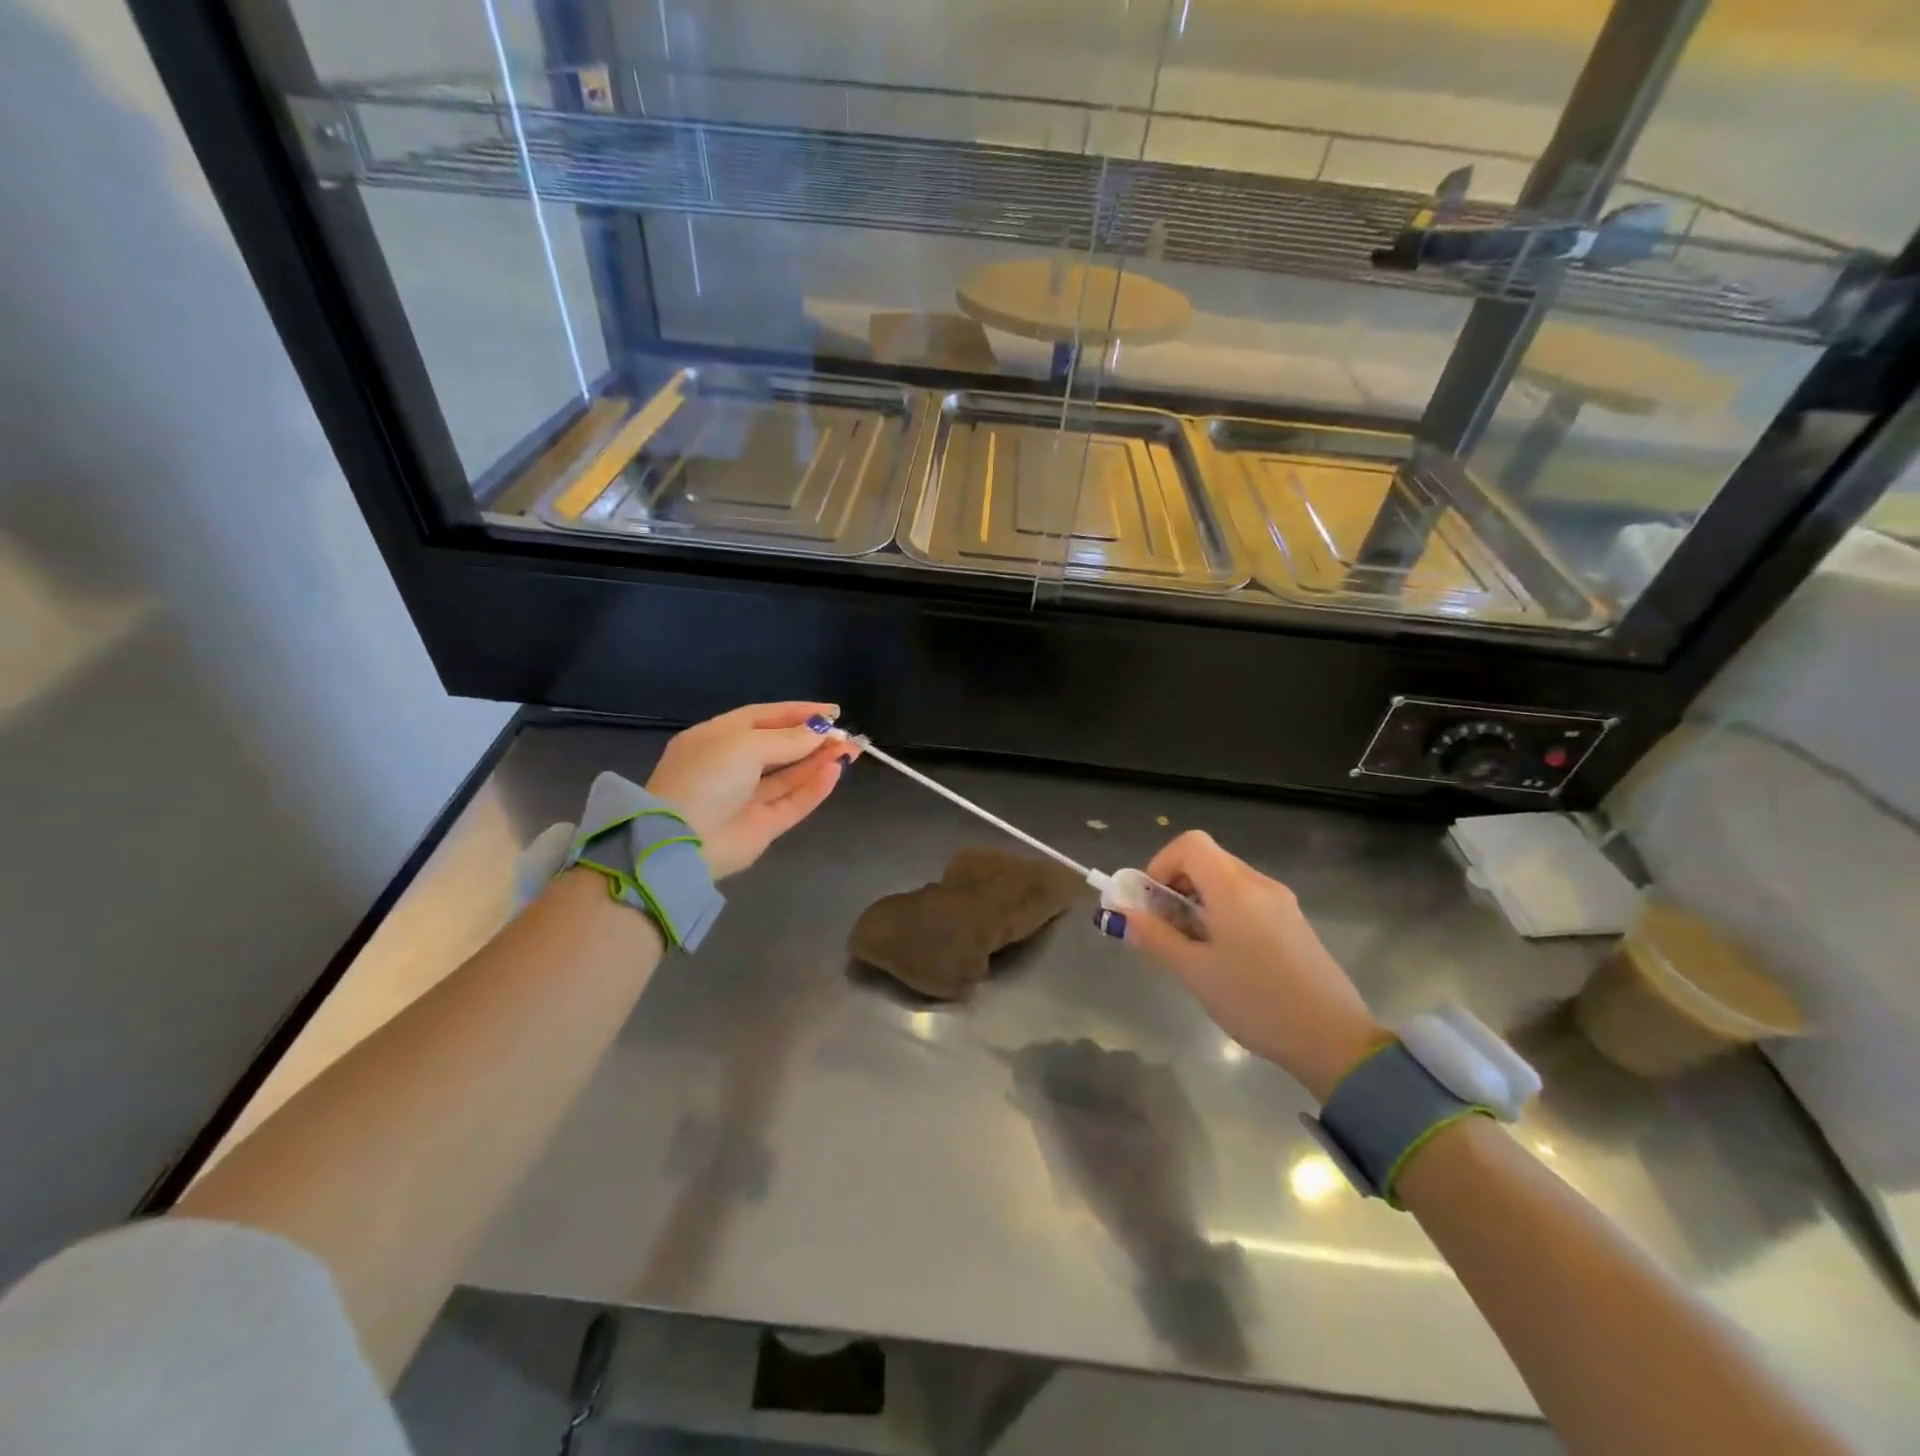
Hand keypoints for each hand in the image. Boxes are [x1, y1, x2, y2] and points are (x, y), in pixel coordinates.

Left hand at [645, 702, 858, 878]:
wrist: (682, 842)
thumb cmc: (708, 777)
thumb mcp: (745, 745)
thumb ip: (788, 739)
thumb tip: (821, 730)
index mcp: (716, 738)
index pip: (763, 717)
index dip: (797, 712)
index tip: (832, 712)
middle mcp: (731, 766)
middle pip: (780, 747)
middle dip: (813, 738)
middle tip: (846, 734)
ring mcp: (747, 798)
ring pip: (790, 775)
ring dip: (819, 761)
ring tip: (850, 749)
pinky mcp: (762, 826)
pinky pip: (793, 802)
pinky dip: (814, 787)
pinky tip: (835, 772)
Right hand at [1108, 831, 1389, 1101]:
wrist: (1334, 1041)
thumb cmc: (1256, 1001)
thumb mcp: (1195, 973)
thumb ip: (1154, 937)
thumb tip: (1120, 914)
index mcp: (1234, 888)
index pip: (1190, 844)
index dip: (1161, 863)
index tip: (1150, 902)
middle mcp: (1259, 884)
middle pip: (1208, 860)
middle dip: (1176, 884)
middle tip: (1163, 926)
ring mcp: (1282, 902)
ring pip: (1227, 881)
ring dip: (1198, 900)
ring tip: (1191, 946)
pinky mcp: (1294, 923)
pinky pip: (1248, 900)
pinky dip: (1224, 912)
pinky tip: (1224, 956)